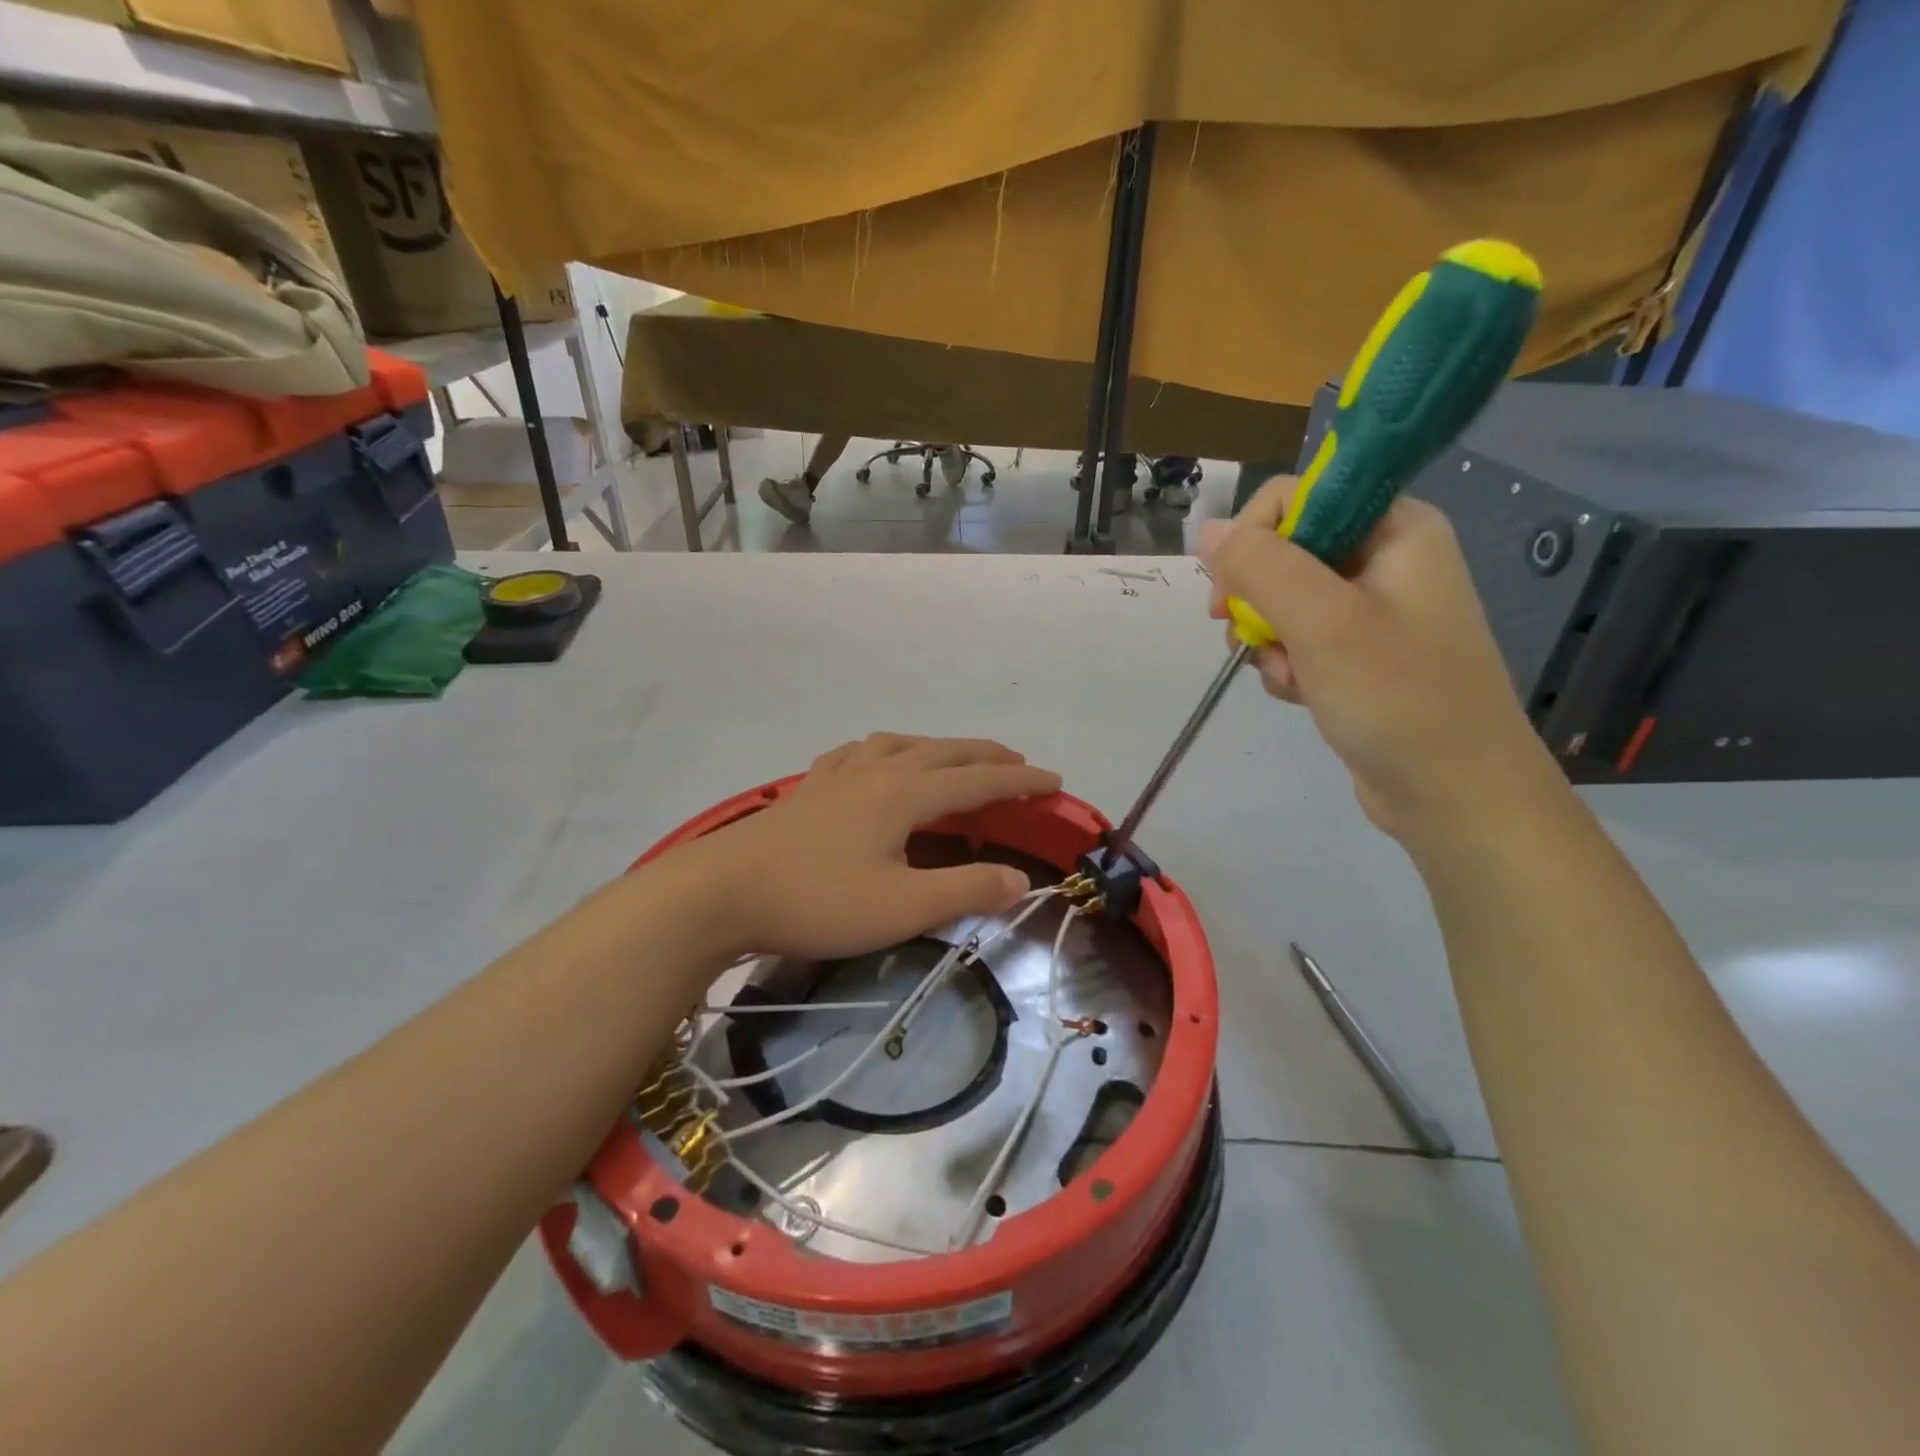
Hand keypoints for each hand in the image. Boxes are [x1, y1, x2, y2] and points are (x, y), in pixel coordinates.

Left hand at [672, 734, 1060, 960]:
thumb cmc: (817, 901)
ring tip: (953, 759)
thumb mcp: (902, 908)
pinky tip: (875, 762)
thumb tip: (1020, 880)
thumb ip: (965, 891)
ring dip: (937, 747)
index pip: (979, 779)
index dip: (1021, 780)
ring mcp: (838, 775)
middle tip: (1018, 765)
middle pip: (944, 751)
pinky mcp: (808, 789)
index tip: (1055, 782)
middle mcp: (877, 771)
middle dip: (987, 756)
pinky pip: (857, 754)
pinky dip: (884, 751)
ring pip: (900, 744)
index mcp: (905, 793)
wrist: (722, 892)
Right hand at [1201, 475, 1562, 844]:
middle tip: (1245, 635)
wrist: (1454, 794)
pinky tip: (1299, 692)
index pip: (1300, 496)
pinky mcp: (1359, 655)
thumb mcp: (1323, 623)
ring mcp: (1373, 610)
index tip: (1230, 590)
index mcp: (1395, 529)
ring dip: (1268, 638)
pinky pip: (1298, 639)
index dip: (1255, 536)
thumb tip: (1207, 529)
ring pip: (1283, 600)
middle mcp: (1385, 559)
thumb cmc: (1399, 699)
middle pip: (1285, 550)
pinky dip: (1286, 664)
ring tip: (1289, 676)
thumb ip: (1261, 567)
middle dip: (1257, 598)